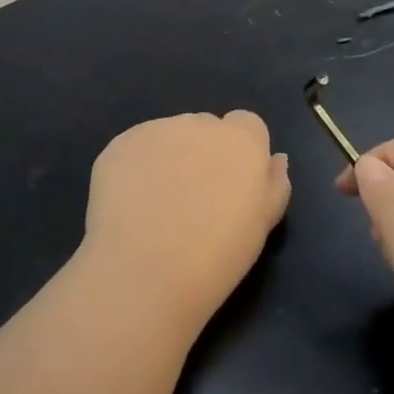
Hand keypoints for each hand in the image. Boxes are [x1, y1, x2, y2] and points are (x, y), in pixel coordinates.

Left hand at [83, 112, 291, 330]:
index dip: (239, 154)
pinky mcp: (119, 145)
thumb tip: (274, 159)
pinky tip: (130, 206)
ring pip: (168, 136)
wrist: (145, 270)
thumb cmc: (216, 255)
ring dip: (168, 158)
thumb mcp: (262, 225)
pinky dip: (135, 169)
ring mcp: (154, 130)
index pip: (247, 125)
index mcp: (241, 140)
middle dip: (202, 153)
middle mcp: (199, 123)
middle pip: (205, 128)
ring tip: (158, 207)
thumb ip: (274, 184)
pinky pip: (134, 149)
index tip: (230, 186)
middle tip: (193, 200)